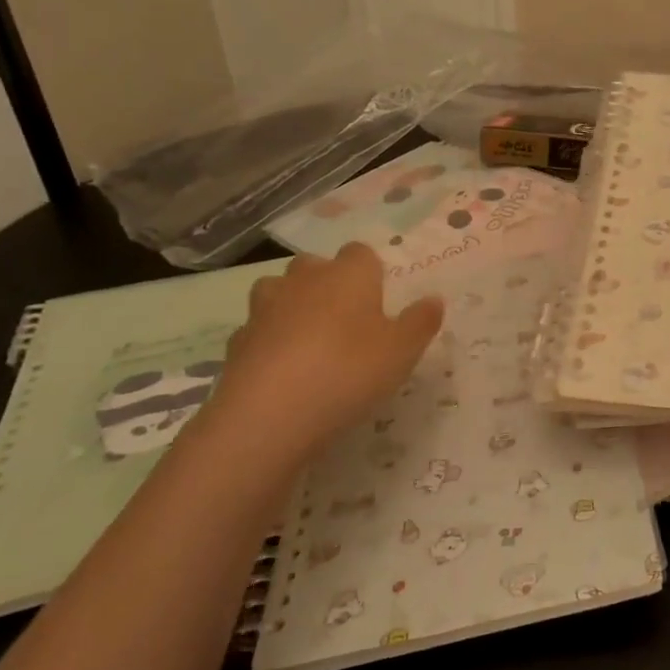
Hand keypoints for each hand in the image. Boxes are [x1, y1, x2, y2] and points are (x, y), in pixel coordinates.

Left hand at [195, 245, 442, 471]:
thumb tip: (433, 299)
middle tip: (348, 319)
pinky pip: (258, 331)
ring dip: (293, 306)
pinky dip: (269, 342)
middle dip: (328, 283)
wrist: (268, 416)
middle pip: (315, 266)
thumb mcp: (403, 351)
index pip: (360, 253)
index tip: (379, 299)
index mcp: (348, 274)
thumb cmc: (348, 371)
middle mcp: (304, 280)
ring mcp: (265, 309)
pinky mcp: (237, 342)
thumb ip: (420, 322)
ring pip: (279, 292)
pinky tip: (283, 371)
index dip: (370, 272)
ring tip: (311, 340)